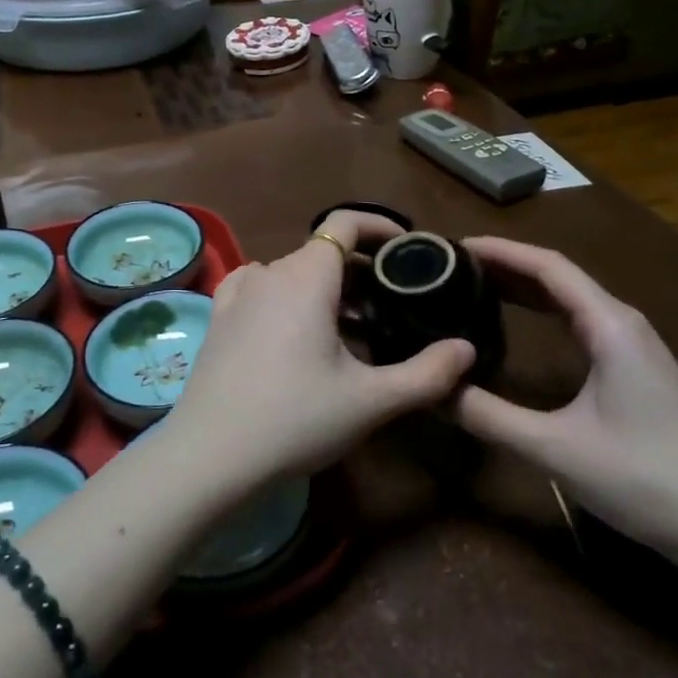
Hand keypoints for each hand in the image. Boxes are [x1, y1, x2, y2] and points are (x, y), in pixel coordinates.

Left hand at [166, 209, 475, 486]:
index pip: (345, 223)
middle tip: (392, 308)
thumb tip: (466, 349)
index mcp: (307, 276)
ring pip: (294, 272)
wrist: (210, 454)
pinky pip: (263, 288)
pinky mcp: (220, 314)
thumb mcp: (371, 401)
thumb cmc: (296, 419)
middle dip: (361, 271)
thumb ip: (427, 374)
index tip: (407, 250)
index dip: (380, 227)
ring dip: (327, 288)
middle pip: (323, 251)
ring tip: (353, 329)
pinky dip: (289, 296)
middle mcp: (270, 271)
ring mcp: (239, 291)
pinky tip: (297, 330)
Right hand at [454, 237, 677, 559]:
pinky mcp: (636, 367)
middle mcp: (624, 322)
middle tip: (454, 267)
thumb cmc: (641, 479)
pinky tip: (521, 322)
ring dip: (525, 286)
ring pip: (571, 297)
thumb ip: (488, 416)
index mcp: (610, 326)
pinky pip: (582, 320)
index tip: (455, 246)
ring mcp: (635, 345)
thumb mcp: (554, 449)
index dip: (501, 250)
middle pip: (558, 275)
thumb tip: (432, 387)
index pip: (548, 266)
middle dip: (506, 264)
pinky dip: (544, 310)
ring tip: (476, 285)